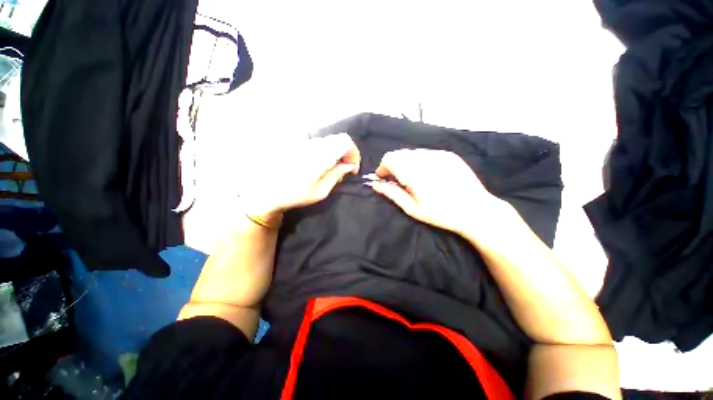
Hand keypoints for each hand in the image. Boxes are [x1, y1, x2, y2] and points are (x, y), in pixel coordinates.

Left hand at [240, 133, 359, 219]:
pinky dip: (328, 153)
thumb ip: (336, 175)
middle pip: (339, 139)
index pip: (346, 142)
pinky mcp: (301, 145)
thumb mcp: (320, 192)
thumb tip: (349, 166)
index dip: (354, 154)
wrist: (268, 191)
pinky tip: (324, 166)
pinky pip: (321, 144)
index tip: (352, 169)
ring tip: (334, 170)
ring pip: (330, 141)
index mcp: (320, 156)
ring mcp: (306, 143)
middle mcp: (314, 145)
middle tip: (345, 170)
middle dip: (348, 154)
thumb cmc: (295, 194)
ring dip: (338, 153)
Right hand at [365, 149, 507, 234]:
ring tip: (414, 179)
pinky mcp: (449, 155)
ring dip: (406, 163)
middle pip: (399, 154)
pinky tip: (428, 175)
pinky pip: (426, 153)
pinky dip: (420, 162)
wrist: (476, 211)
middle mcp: (425, 158)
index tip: (384, 179)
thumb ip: (392, 193)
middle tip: (398, 182)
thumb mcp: (413, 209)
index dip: (383, 168)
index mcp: (414, 172)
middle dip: (393, 166)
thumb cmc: (442, 214)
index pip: (389, 158)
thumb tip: (375, 184)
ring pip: (412, 153)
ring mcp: (438, 155)